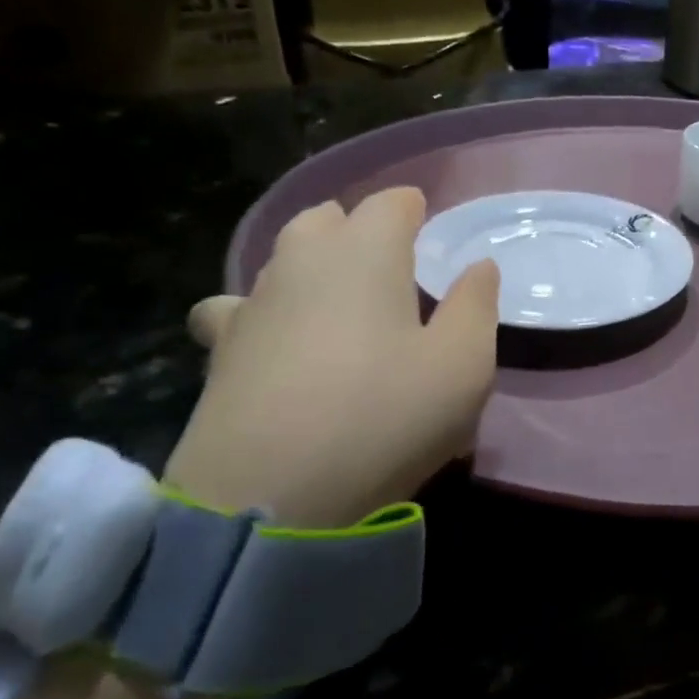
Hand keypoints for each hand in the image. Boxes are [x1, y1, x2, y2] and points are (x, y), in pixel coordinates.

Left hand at [163, 188, 499, 528]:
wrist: (271, 494)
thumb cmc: (386, 416)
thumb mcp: (463, 366)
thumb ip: (476, 306)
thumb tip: (478, 267)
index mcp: (364, 253)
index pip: (389, 204)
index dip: (411, 208)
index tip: (426, 223)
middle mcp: (301, 262)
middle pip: (325, 219)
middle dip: (357, 229)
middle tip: (388, 267)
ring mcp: (252, 304)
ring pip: (281, 259)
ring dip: (311, 267)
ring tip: (335, 304)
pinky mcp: (220, 351)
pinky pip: (236, 311)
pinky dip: (259, 314)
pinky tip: (271, 345)